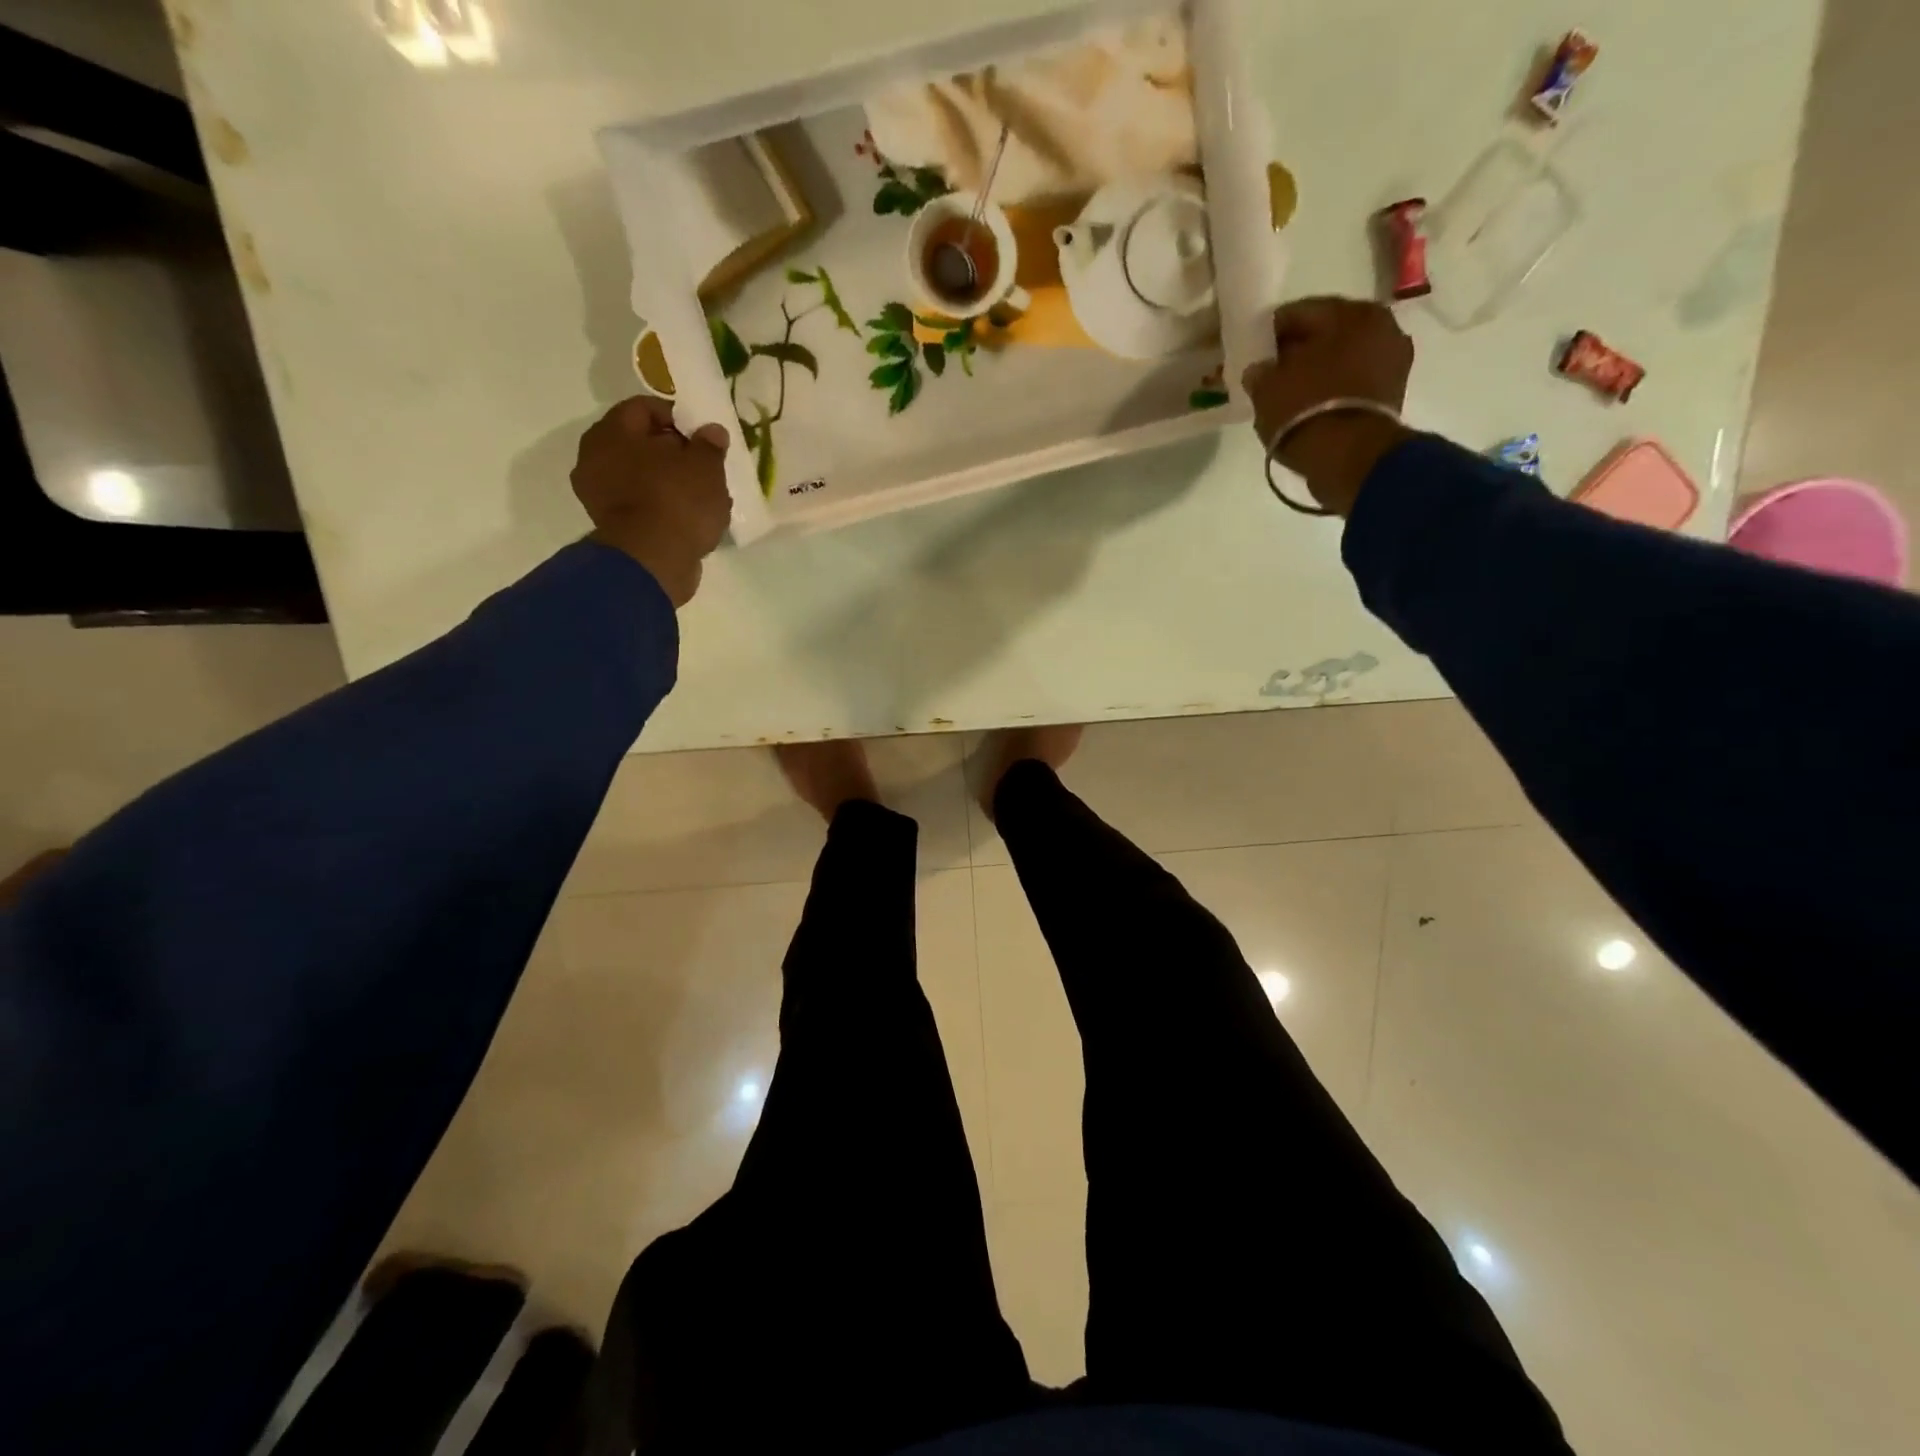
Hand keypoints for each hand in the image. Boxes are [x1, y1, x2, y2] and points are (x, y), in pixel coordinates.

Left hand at [572, 397, 732, 607]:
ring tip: (701, 495)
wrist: (654, 562)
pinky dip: (662, 506)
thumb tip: (711, 431)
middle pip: (640, 443)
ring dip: (668, 481)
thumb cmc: (677, 502)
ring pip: (641, 476)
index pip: (644, 408)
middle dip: (673, 452)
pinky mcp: (612, 525)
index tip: (701, 436)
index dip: (676, 417)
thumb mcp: (706, 467)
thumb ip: (709, 444)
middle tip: (703, 466)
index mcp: (612, 433)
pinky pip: (641, 504)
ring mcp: (599, 495)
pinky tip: (688, 517)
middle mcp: (595, 458)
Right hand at [1241, 297, 1416, 516]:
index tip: (1255, 349)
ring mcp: (1392, 361)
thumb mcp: (1267, 388)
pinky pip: (1353, 382)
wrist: (1349, 457)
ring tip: (1291, 391)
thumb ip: (1260, 372)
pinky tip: (1311, 405)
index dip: (1272, 331)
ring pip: (1343, 358)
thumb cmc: (1306, 410)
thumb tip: (1261, 370)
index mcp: (1350, 313)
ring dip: (1319, 370)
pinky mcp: (1393, 394)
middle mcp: (1380, 326)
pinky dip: (1333, 389)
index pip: (1300, 312)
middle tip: (1273, 370)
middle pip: (1328, 333)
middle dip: (1300, 350)